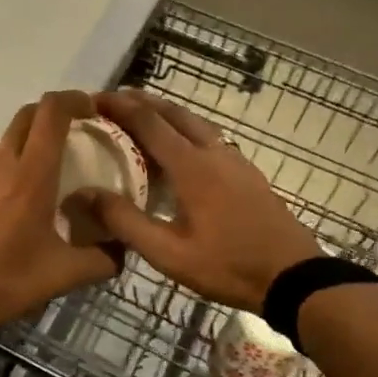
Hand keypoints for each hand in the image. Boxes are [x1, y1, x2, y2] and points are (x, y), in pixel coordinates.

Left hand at [0, 91, 120, 331]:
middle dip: (51, 115)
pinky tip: (6, 208)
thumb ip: (102, 259)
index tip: (91, 110)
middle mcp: (0, 163)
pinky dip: (2, 172)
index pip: (52, 112)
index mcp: (32, 174)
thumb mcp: (64, 274)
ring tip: (39, 182)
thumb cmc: (7, 281)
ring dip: (26, 148)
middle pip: (26, 116)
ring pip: (4, 144)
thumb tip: (123, 249)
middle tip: (71, 136)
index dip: (74, 99)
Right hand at [83, 90, 320, 312]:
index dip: (119, 106)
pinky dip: (186, 129)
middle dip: (141, 101)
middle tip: (112, 102)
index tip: (93, 99)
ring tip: (142, 117)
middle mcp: (213, 152)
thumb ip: (126, 222)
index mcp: (191, 166)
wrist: (293, 277)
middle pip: (174, 112)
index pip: (148, 121)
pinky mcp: (247, 173)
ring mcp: (235, 160)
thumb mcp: (168, 254)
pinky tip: (181, 149)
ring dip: (166, 113)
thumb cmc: (227, 266)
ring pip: (195, 122)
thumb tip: (85, 194)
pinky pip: (210, 137)